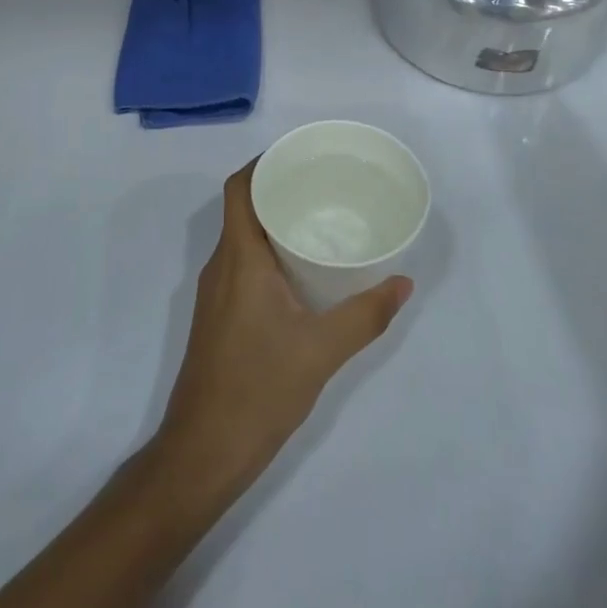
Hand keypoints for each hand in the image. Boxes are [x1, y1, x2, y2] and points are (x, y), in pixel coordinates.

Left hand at [150, 161, 411, 506]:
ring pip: (242, 238)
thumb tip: (403, 282)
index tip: (299, 157)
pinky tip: (300, 270)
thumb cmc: (258, 390)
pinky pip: (242, 264)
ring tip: (318, 219)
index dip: (262, 163)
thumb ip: (365, 315)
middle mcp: (221, 266)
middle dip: (277, 190)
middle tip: (322, 185)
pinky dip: (268, 252)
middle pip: (242, 207)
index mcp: (239, 258)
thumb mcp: (321, 352)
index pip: (239, 189)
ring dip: (272, 222)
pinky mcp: (219, 316)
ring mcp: (216, 292)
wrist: (203, 451)